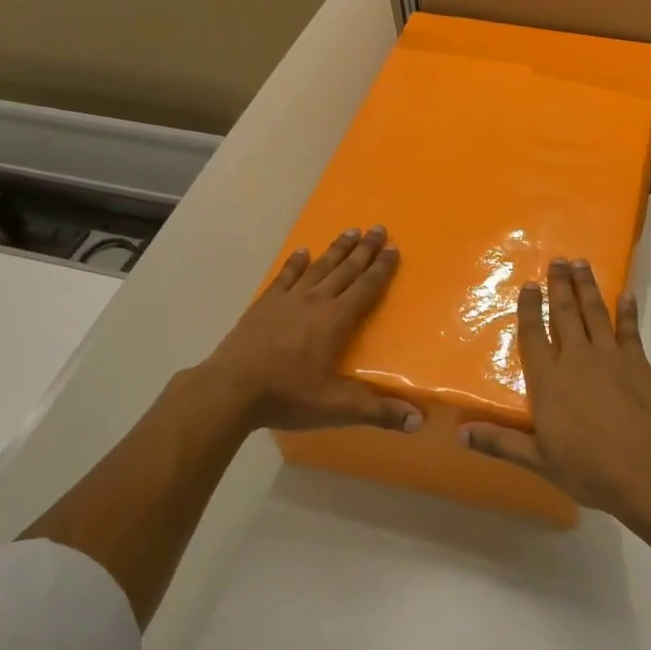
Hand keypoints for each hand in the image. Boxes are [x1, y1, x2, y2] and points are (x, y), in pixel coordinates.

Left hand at [192, 226, 420, 438]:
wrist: (230, 389)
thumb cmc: (287, 396)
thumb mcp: (337, 408)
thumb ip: (378, 412)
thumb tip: (419, 421)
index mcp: (336, 320)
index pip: (366, 287)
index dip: (382, 268)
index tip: (394, 249)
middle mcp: (315, 301)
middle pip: (346, 269)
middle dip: (365, 249)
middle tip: (379, 228)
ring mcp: (287, 300)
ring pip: (319, 267)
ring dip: (337, 249)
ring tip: (351, 230)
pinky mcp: (264, 305)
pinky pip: (285, 277)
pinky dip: (296, 263)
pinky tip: (302, 252)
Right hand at [461, 258, 650, 519]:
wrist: (645, 470)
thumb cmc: (588, 468)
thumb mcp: (538, 461)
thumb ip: (500, 442)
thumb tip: (460, 432)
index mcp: (548, 380)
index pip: (534, 334)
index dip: (530, 308)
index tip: (529, 285)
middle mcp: (576, 359)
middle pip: (565, 314)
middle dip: (560, 285)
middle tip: (558, 260)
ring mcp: (610, 357)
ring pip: (595, 313)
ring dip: (587, 287)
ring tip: (582, 264)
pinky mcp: (638, 364)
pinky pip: (630, 329)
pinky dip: (627, 311)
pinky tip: (625, 294)